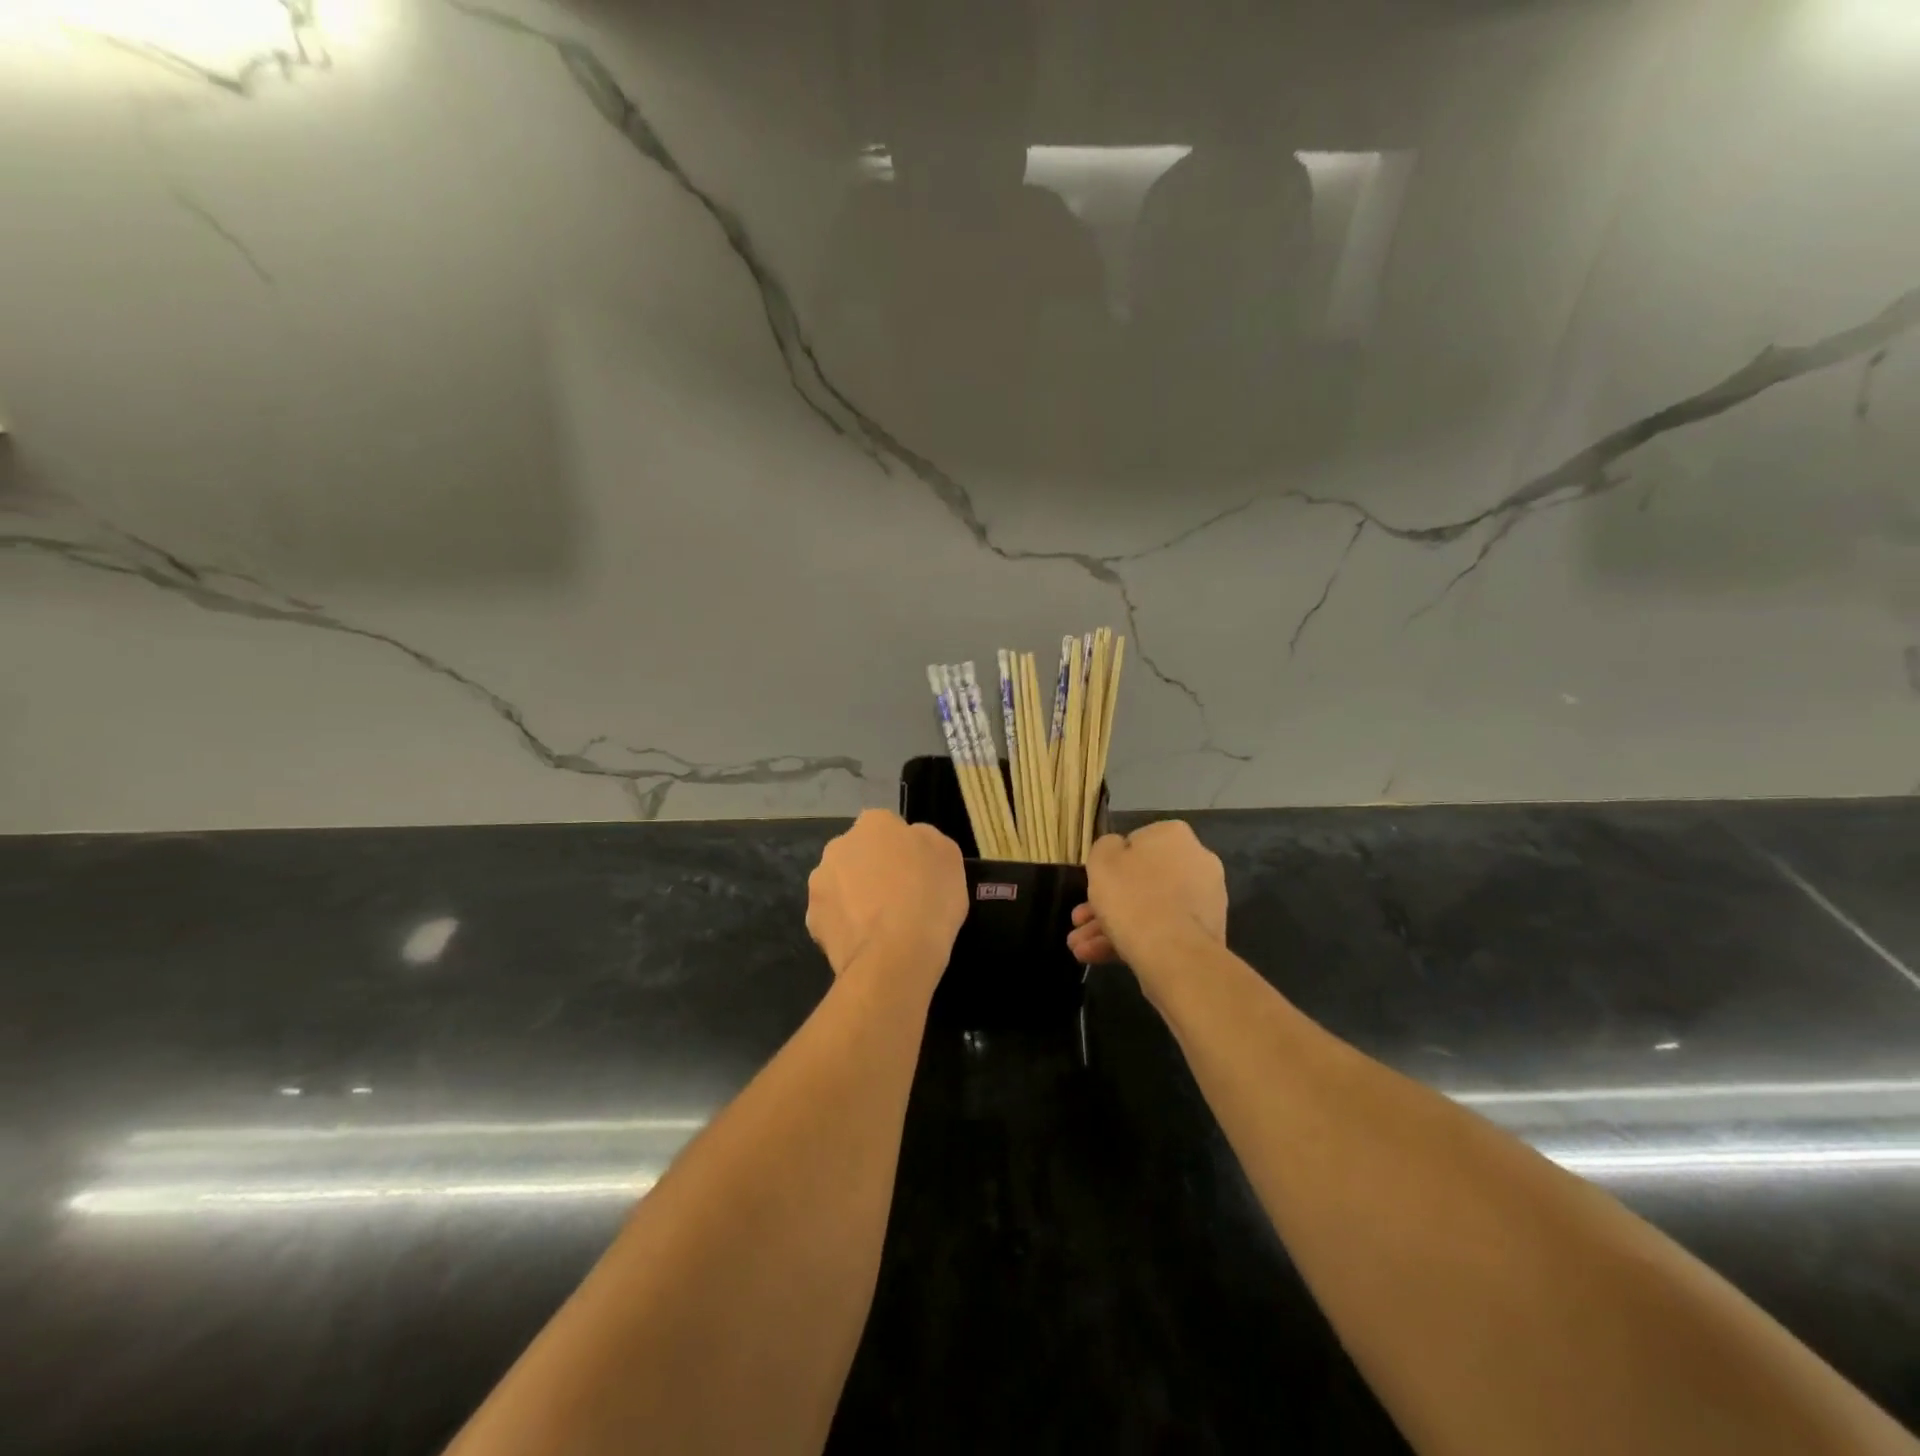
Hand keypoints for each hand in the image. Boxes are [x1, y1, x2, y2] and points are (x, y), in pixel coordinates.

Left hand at [807, 810, 967, 986]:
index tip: (917, 873)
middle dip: (873, 870)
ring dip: (856, 897)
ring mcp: (820, 883)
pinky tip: (868, 943)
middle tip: (899, 897)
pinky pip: (834, 918)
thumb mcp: (949, 856)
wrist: (895, 955)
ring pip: (841, 885)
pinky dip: (847, 927)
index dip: (904, 851)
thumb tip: (912, 842)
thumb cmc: (929, 897)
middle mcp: (839, 845)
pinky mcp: (812, 920)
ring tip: (883, 926)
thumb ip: (926, 841)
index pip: (888, 828)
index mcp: (874, 823)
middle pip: (859, 854)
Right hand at [1068, 821, 1226, 974]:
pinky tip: (1099, 957)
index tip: (1094, 884)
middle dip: (1106, 904)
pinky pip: (1163, 930)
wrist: (1174, 953)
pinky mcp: (1205, 934)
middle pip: (1141, 881)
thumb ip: (1106, 847)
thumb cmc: (1132, 896)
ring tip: (1080, 949)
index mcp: (1173, 835)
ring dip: (1112, 927)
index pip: (1135, 843)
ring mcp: (1204, 900)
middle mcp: (1197, 861)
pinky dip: (1134, 940)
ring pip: (1149, 909)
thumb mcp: (1102, 860)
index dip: (1110, 865)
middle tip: (1079, 922)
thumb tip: (1118, 850)